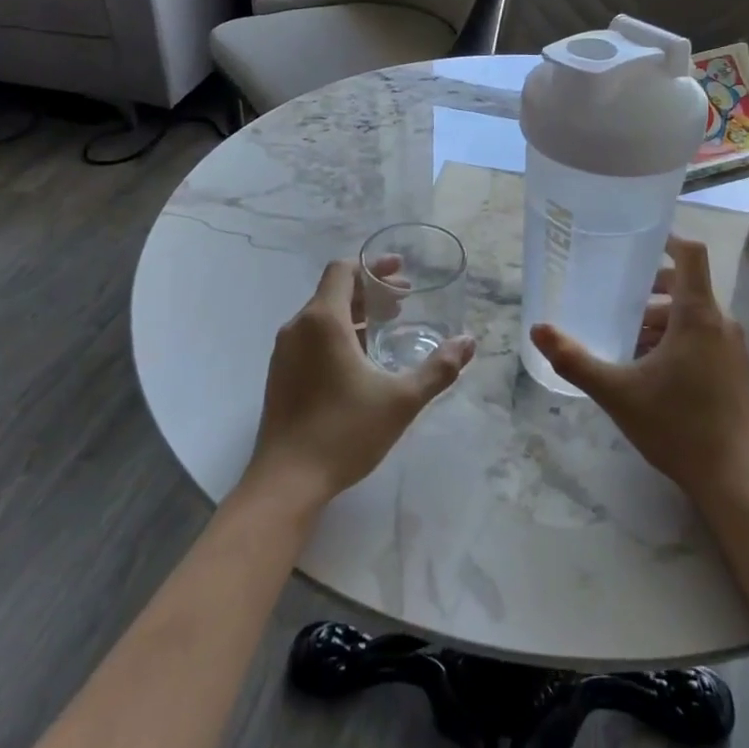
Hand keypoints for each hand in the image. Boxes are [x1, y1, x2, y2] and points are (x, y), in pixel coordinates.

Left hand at [246, 258, 476, 510]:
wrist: (286, 481)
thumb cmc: (344, 432)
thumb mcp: (401, 400)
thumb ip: (438, 369)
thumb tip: (469, 342)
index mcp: (323, 321)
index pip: (343, 270)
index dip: (373, 266)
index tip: (401, 272)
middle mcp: (298, 328)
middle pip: (334, 291)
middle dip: (371, 291)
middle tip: (404, 301)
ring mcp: (284, 352)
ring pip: (322, 315)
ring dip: (356, 313)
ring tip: (387, 326)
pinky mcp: (280, 375)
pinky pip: (311, 337)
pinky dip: (338, 333)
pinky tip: (361, 358)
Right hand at [531, 235, 748, 508]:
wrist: (732, 477)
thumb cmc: (675, 426)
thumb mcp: (616, 392)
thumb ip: (574, 359)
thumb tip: (538, 328)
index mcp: (697, 316)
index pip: (690, 255)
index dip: (667, 238)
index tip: (638, 238)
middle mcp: (721, 323)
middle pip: (686, 285)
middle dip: (650, 288)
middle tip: (614, 296)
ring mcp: (733, 347)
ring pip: (693, 314)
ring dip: (660, 317)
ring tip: (624, 338)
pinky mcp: (735, 369)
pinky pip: (703, 336)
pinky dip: (676, 337)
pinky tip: (649, 366)